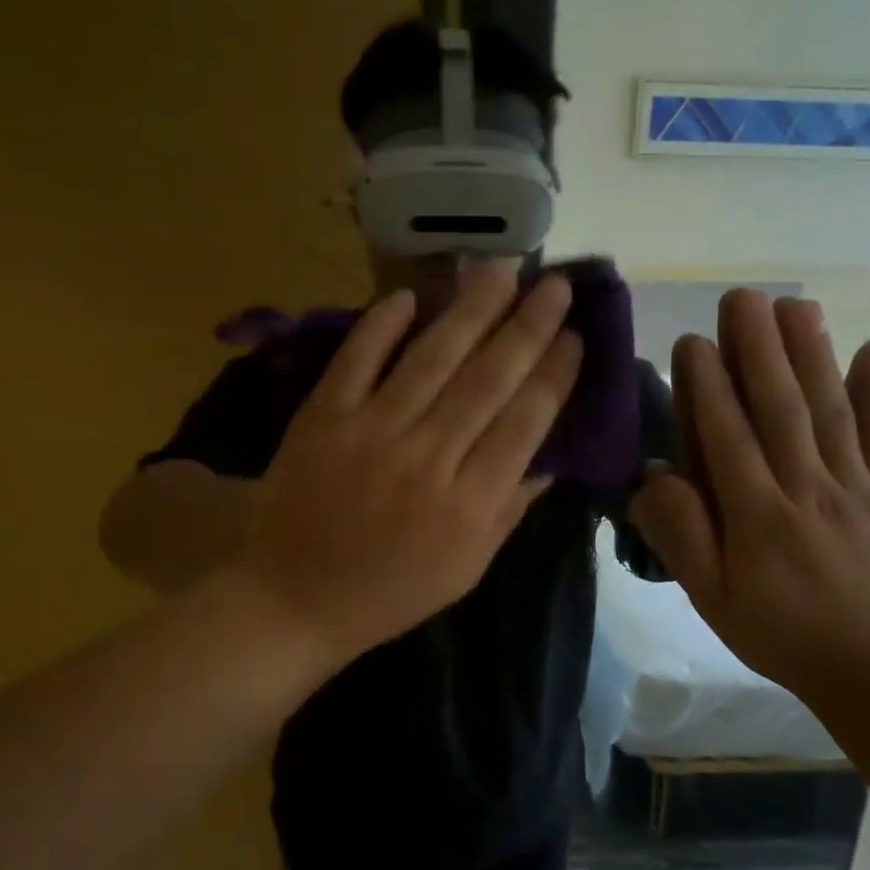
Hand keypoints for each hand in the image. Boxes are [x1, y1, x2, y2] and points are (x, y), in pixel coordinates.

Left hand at [232, 263, 581, 665]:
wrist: (294, 599)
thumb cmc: (388, 593)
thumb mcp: (464, 571)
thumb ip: (508, 512)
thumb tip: (549, 460)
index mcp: (469, 503)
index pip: (525, 422)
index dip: (555, 374)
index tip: (575, 338)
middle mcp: (428, 457)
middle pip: (488, 379)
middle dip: (528, 327)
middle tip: (556, 285)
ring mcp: (372, 431)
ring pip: (432, 358)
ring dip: (470, 309)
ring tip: (502, 270)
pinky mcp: (322, 418)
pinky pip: (357, 359)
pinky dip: (381, 325)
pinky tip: (409, 296)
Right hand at [629, 292, 869, 706]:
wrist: (864, 665)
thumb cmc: (773, 630)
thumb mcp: (708, 597)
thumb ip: (681, 535)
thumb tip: (656, 475)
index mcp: (758, 517)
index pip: (729, 439)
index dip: (709, 389)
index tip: (694, 342)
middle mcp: (808, 490)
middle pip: (782, 410)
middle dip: (760, 351)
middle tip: (744, 298)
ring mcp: (855, 489)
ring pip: (831, 412)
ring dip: (812, 355)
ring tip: (795, 306)